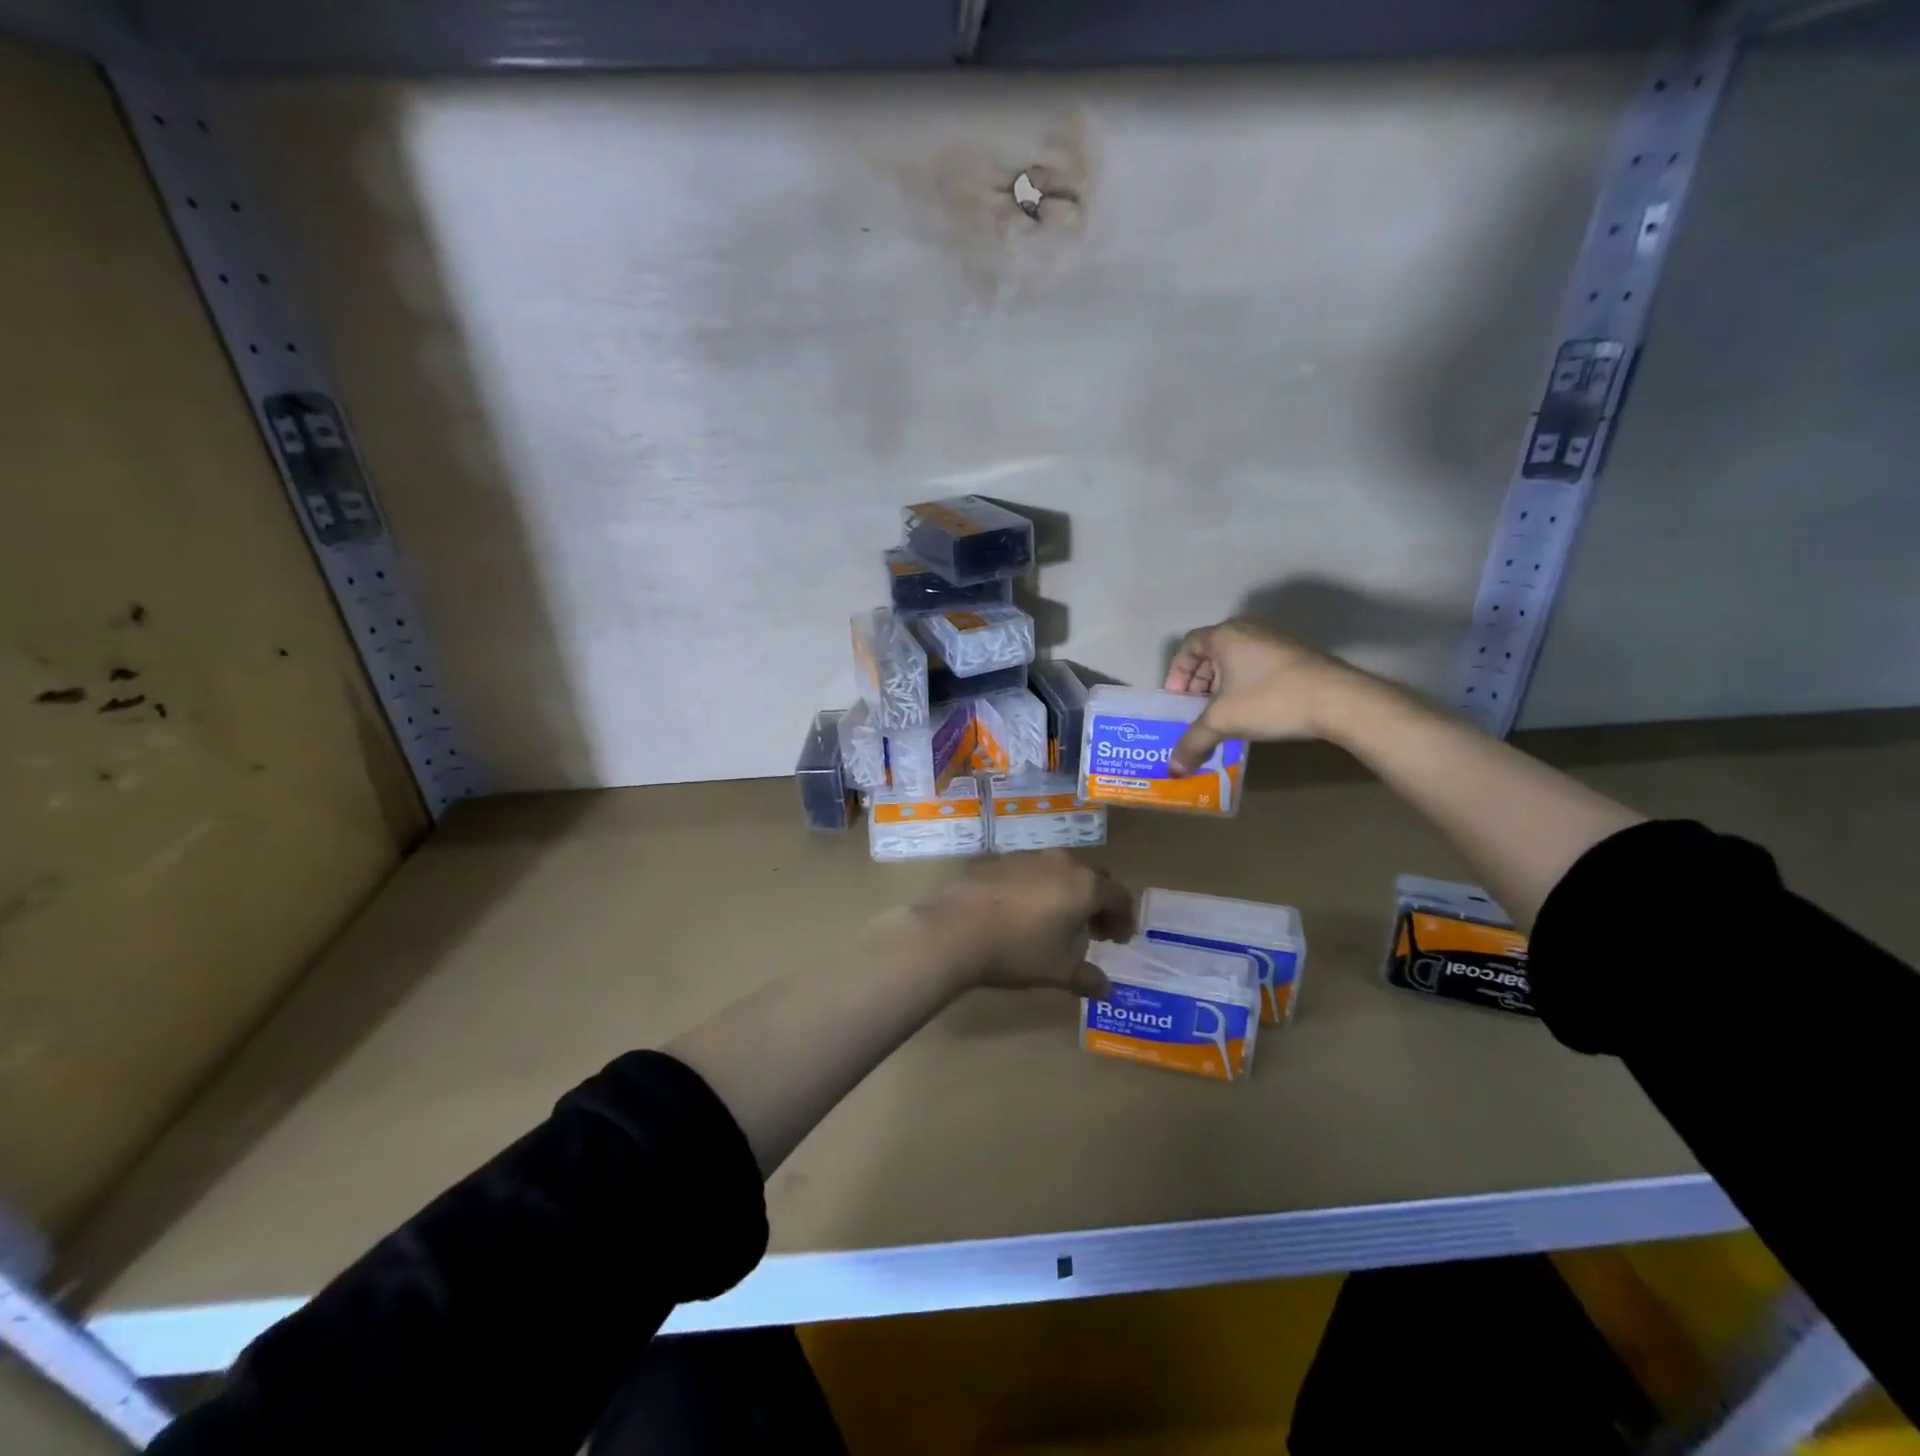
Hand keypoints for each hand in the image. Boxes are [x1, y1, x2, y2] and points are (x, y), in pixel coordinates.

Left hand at [912, 850, 1133, 998]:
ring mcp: (1028, 857)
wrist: (956, 928)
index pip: (1119, 896)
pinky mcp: (1000, 860)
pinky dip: (1038, 889)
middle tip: (1094, 930)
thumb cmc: (1018, 950)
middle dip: (1098, 903)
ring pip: (1060, 872)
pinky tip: (1023, 913)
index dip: (1124, 919)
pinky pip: (1031, 872)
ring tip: (1057, 923)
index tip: (1119, 940)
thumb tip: (1106, 990)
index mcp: (1084, 885)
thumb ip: (1088, 978)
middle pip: (1092, 878)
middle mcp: (1061, 863)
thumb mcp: (1058, 972)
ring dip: (1067, 894)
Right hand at [1164, 620, 1369, 773]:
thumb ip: (1193, 742)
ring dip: (1222, 687)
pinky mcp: (1295, 657)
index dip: (1177, 673)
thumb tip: (1173, 770)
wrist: (1338, 700)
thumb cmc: (1269, 700)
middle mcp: (1248, 630)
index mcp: (1225, 636)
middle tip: (1196, 710)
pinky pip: (1257, 668)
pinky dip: (1245, 687)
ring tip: (1222, 716)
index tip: (1177, 699)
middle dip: (1198, 683)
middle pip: (1211, 653)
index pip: (1188, 646)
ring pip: (1236, 662)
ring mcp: (1275, 642)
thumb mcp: (1223, 722)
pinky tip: (1251, 713)